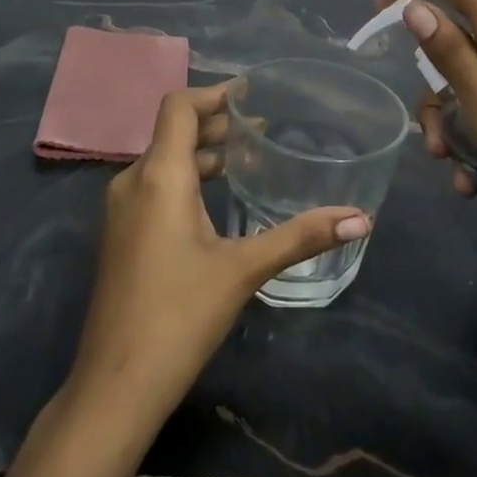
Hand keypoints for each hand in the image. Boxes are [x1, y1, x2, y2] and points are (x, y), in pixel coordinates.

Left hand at [66, 82, 369, 430]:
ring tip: (246, 161)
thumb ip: (301, 237)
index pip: (179, 107)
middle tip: (261, 129)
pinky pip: (154, 188)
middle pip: (173, 133)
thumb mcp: (244, 269)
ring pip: (163, 163)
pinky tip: (215, 203)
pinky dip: (186, 180)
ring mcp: (120, 211)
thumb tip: (361, 218)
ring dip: (202, 154)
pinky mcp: (120, 236)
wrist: (115, 384)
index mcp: (158, 176)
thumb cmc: (180, 315)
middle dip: (215, 125)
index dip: (213, 94)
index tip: (249, 93)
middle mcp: (132, 182)